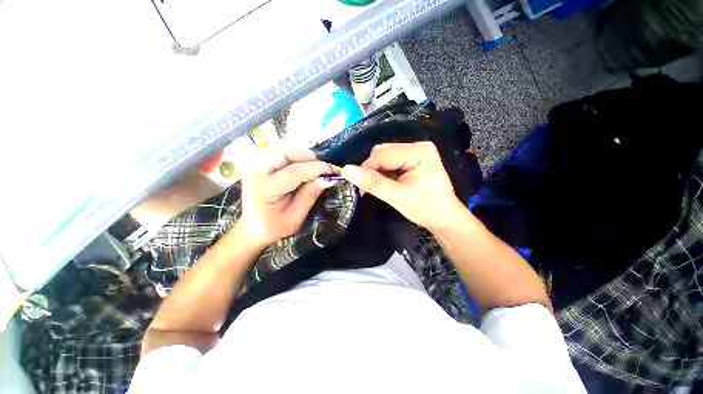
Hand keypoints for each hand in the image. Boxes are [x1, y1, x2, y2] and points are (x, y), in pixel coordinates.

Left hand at [239, 149, 333, 245]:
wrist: (253, 226)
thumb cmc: (274, 226)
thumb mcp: (295, 218)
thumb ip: (309, 196)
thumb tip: (326, 179)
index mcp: (264, 189)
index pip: (294, 171)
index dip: (316, 169)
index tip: (332, 171)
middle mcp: (256, 172)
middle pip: (285, 150)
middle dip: (307, 156)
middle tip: (321, 169)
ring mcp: (255, 165)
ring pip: (282, 147)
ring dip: (301, 154)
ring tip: (312, 168)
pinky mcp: (259, 163)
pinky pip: (280, 151)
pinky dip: (295, 155)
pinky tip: (302, 167)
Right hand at [341, 141, 463, 228]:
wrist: (443, 217)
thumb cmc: (425, 209)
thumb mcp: (398, 197)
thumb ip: (374, 183)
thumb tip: (347, 170)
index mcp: (419, 152)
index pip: (383, 155)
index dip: (366, 168)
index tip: (356, 184)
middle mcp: (418, 146)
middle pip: (383, 152)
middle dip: (371, 169)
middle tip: (367, 188)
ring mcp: (415, 151)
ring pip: (383, 155)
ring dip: (375, 170)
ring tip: (375, 186)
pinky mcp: (412, 158)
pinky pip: (389, 160)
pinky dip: (382, 171)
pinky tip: (383, 182)